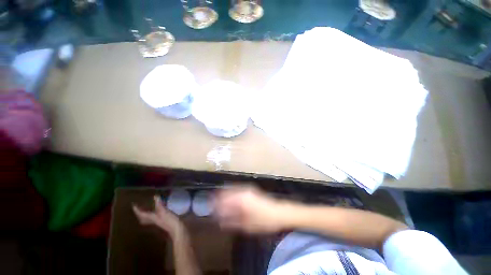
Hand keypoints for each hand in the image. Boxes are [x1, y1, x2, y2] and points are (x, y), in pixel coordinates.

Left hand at [133, 195, 185, 237]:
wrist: (178, 231)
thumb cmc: (170, 222)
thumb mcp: (164, 213)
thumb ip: (159, 205)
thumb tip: (155, 196)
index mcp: (152, 218)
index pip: (142, 214)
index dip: (137, 210)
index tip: (133, 205)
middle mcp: (154, 220)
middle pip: (144, 218)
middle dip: (141, 214)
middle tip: (139, 207)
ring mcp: (160, 221)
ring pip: (150, 218)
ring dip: (147, 214)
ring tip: (147, 208)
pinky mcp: (166, 221)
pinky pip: (158, 217)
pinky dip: (156, 213)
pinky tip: (159, 211)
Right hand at [214, 186, 286, 232]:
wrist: (279, 213)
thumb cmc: (263, 221)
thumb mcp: (246, 225)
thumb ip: (231, 221)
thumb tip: (219, 221)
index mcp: (241, 199)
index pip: (223, 199)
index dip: (215, 203)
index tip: (209, 208)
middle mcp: (243, 191)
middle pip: (226, 192)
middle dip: (218, 198)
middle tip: (212, 205)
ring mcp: (247, 188)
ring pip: (231, 189)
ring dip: (224, 195)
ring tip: (219, 203)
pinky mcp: (250, 189)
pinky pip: (237, 189)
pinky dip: (231, 194)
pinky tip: (230, 200)